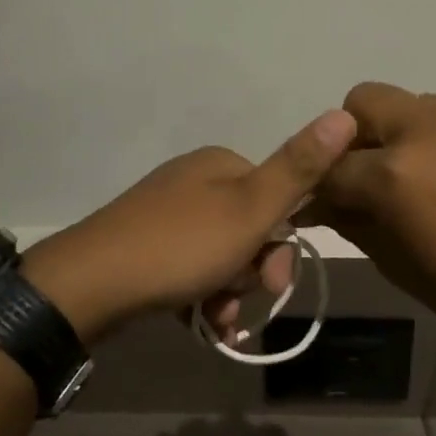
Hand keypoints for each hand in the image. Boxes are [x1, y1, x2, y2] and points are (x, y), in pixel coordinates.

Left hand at [25, 109, 357, 343]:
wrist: (90, 284)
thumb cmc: (181, 246)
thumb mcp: (251, 209)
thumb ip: (299, 168)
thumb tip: (345, 113)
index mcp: (220, 165)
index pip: (277, 199)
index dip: (282, 244)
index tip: (274, 281)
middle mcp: (193, 181)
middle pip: (249, 230)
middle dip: (252, 272)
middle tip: (240, 303)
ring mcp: (164, 213)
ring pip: (221, 255)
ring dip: (229, 292)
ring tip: (216, 321)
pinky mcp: (143, 245)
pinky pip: (190, 269)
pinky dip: (202, 296)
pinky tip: (201, 322)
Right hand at [302, 83, 435, 349]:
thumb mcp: (394, 263)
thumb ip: (350, 221)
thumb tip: (322, 202)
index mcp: (393, 172)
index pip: (330, 166)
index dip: (317, 187)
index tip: (320, 205)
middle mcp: (424, 129)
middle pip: (361, 102)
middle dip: (352, 137)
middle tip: (367, 177)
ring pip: (408, 104)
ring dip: (396, 134)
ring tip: (416, 176)